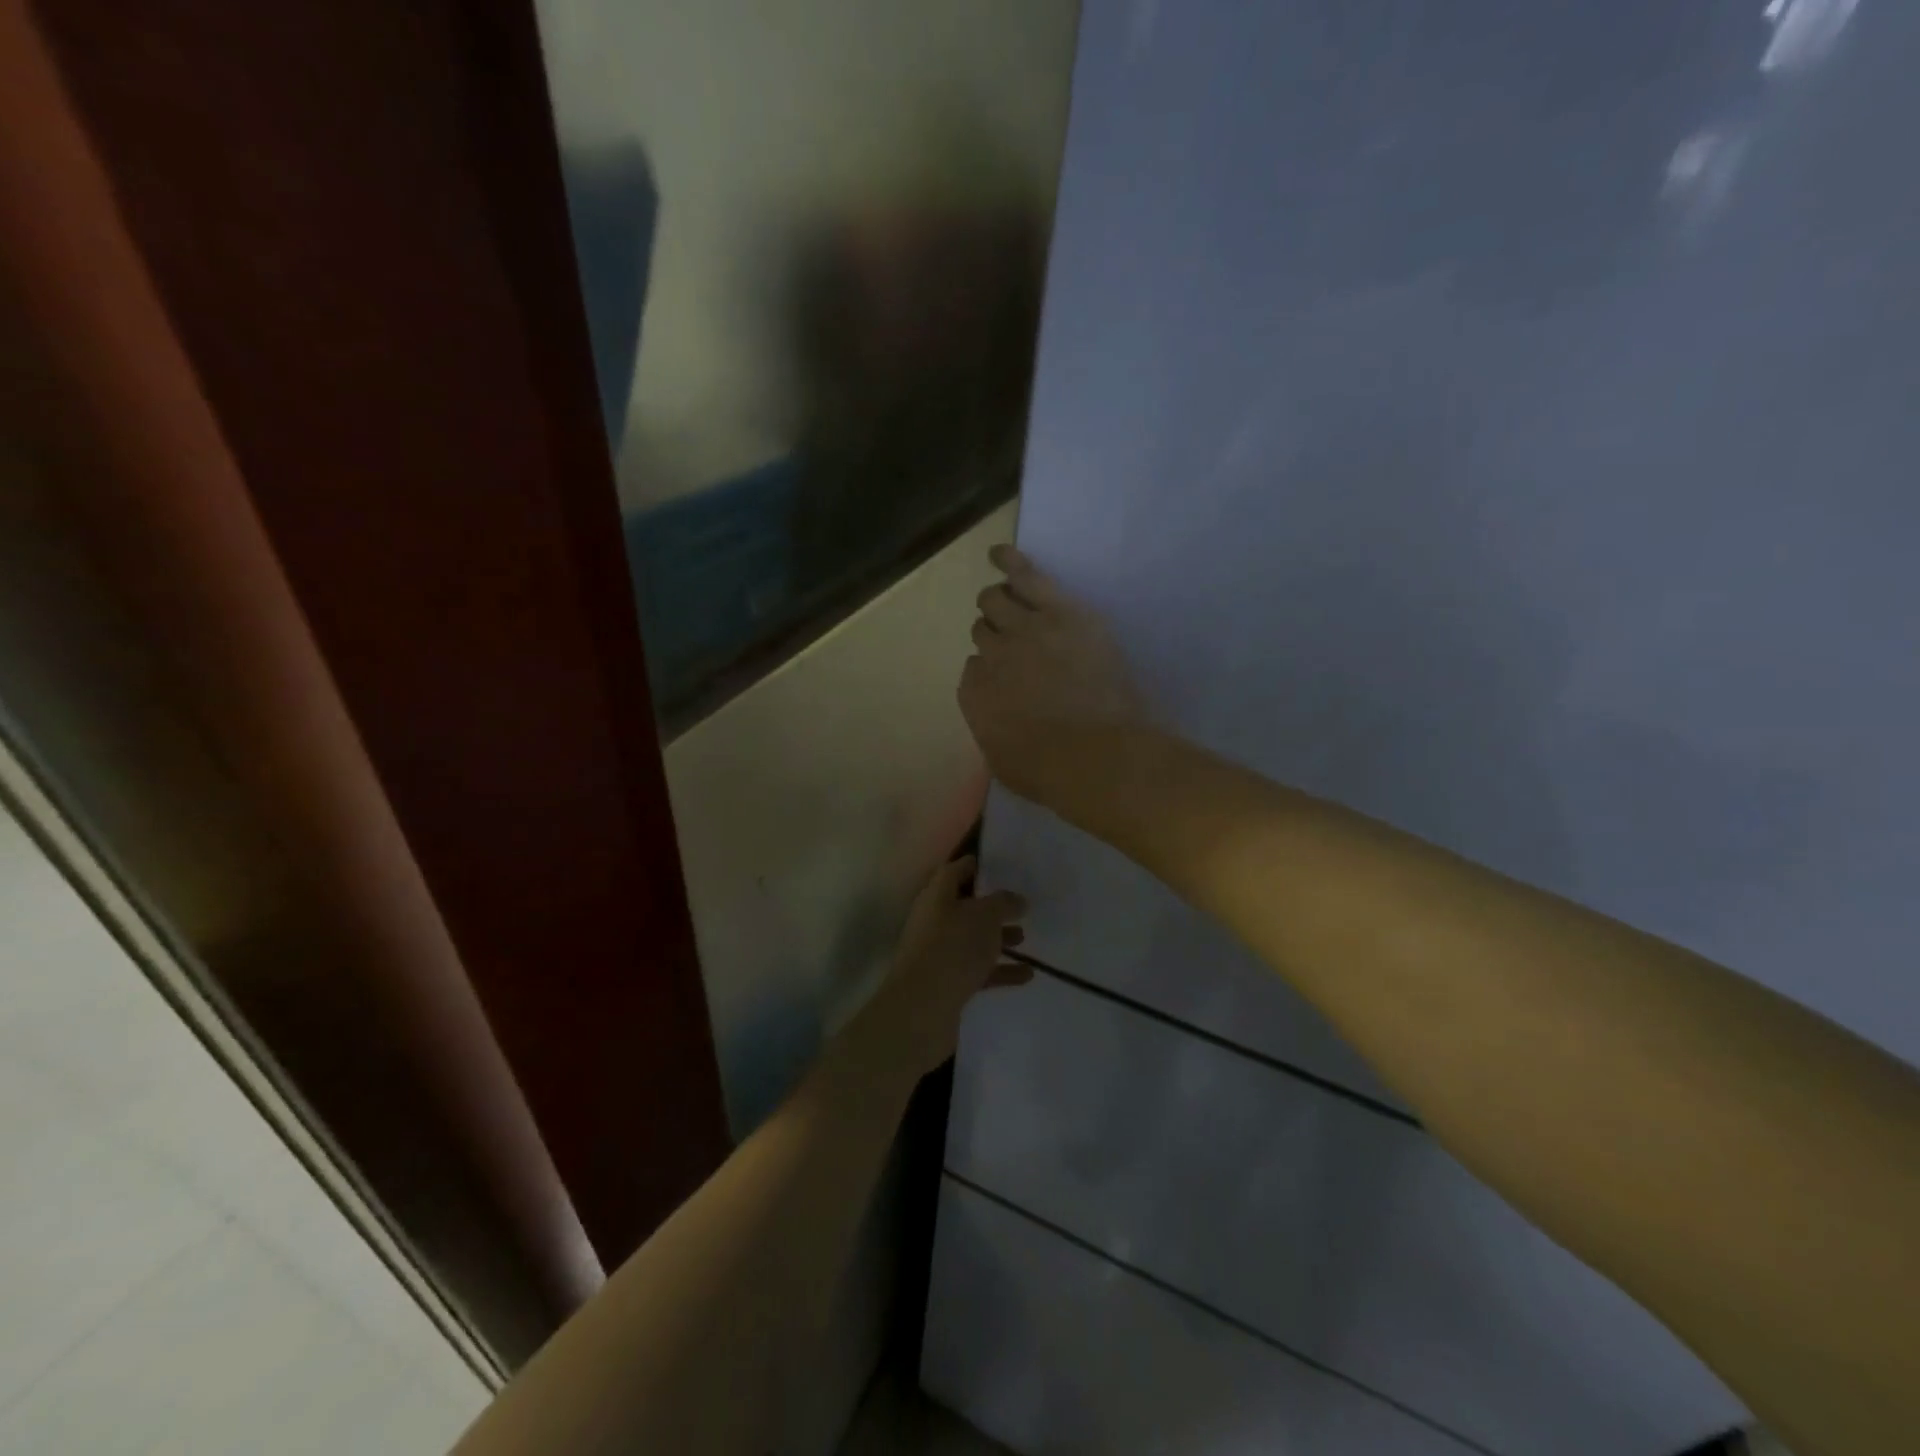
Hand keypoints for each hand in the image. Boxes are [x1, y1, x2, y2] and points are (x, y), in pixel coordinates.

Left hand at [861, 856, 1030, 1081]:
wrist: (923, 1008)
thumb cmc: (954, 948)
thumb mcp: (985, 916)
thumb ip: (1004, 903)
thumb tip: (1017, 899)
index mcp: (936, 896)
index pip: (954, 871)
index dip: (975, 866)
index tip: (1000, 866)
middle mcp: (934, 921)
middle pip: (965, 907)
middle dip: (992, 907)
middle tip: (1020, 905)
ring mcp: (939, 953)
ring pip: (972, 939)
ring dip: (998, 938)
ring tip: (1026, 938)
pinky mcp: (948, 983)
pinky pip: (978, 970)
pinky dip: (1000, 970)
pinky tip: (1027, 975)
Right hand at [959, 545, 1147, 806]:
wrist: (1099, 756)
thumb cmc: (1052, 773)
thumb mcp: (1005, 762)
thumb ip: (993, 729)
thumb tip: (999, 713)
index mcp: (975, 695)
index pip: (973, 670)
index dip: (990, 673)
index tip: (1009, 683)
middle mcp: (990, 657)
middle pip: (983, 630)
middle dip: (994, 635)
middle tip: (1017, 646)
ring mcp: (1023, 631)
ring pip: (996, 600)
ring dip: (998, 603)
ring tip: (1007, 602)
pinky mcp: (1059, 612)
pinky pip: (1026, 576)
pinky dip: (1010, 561)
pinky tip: (999, 552)